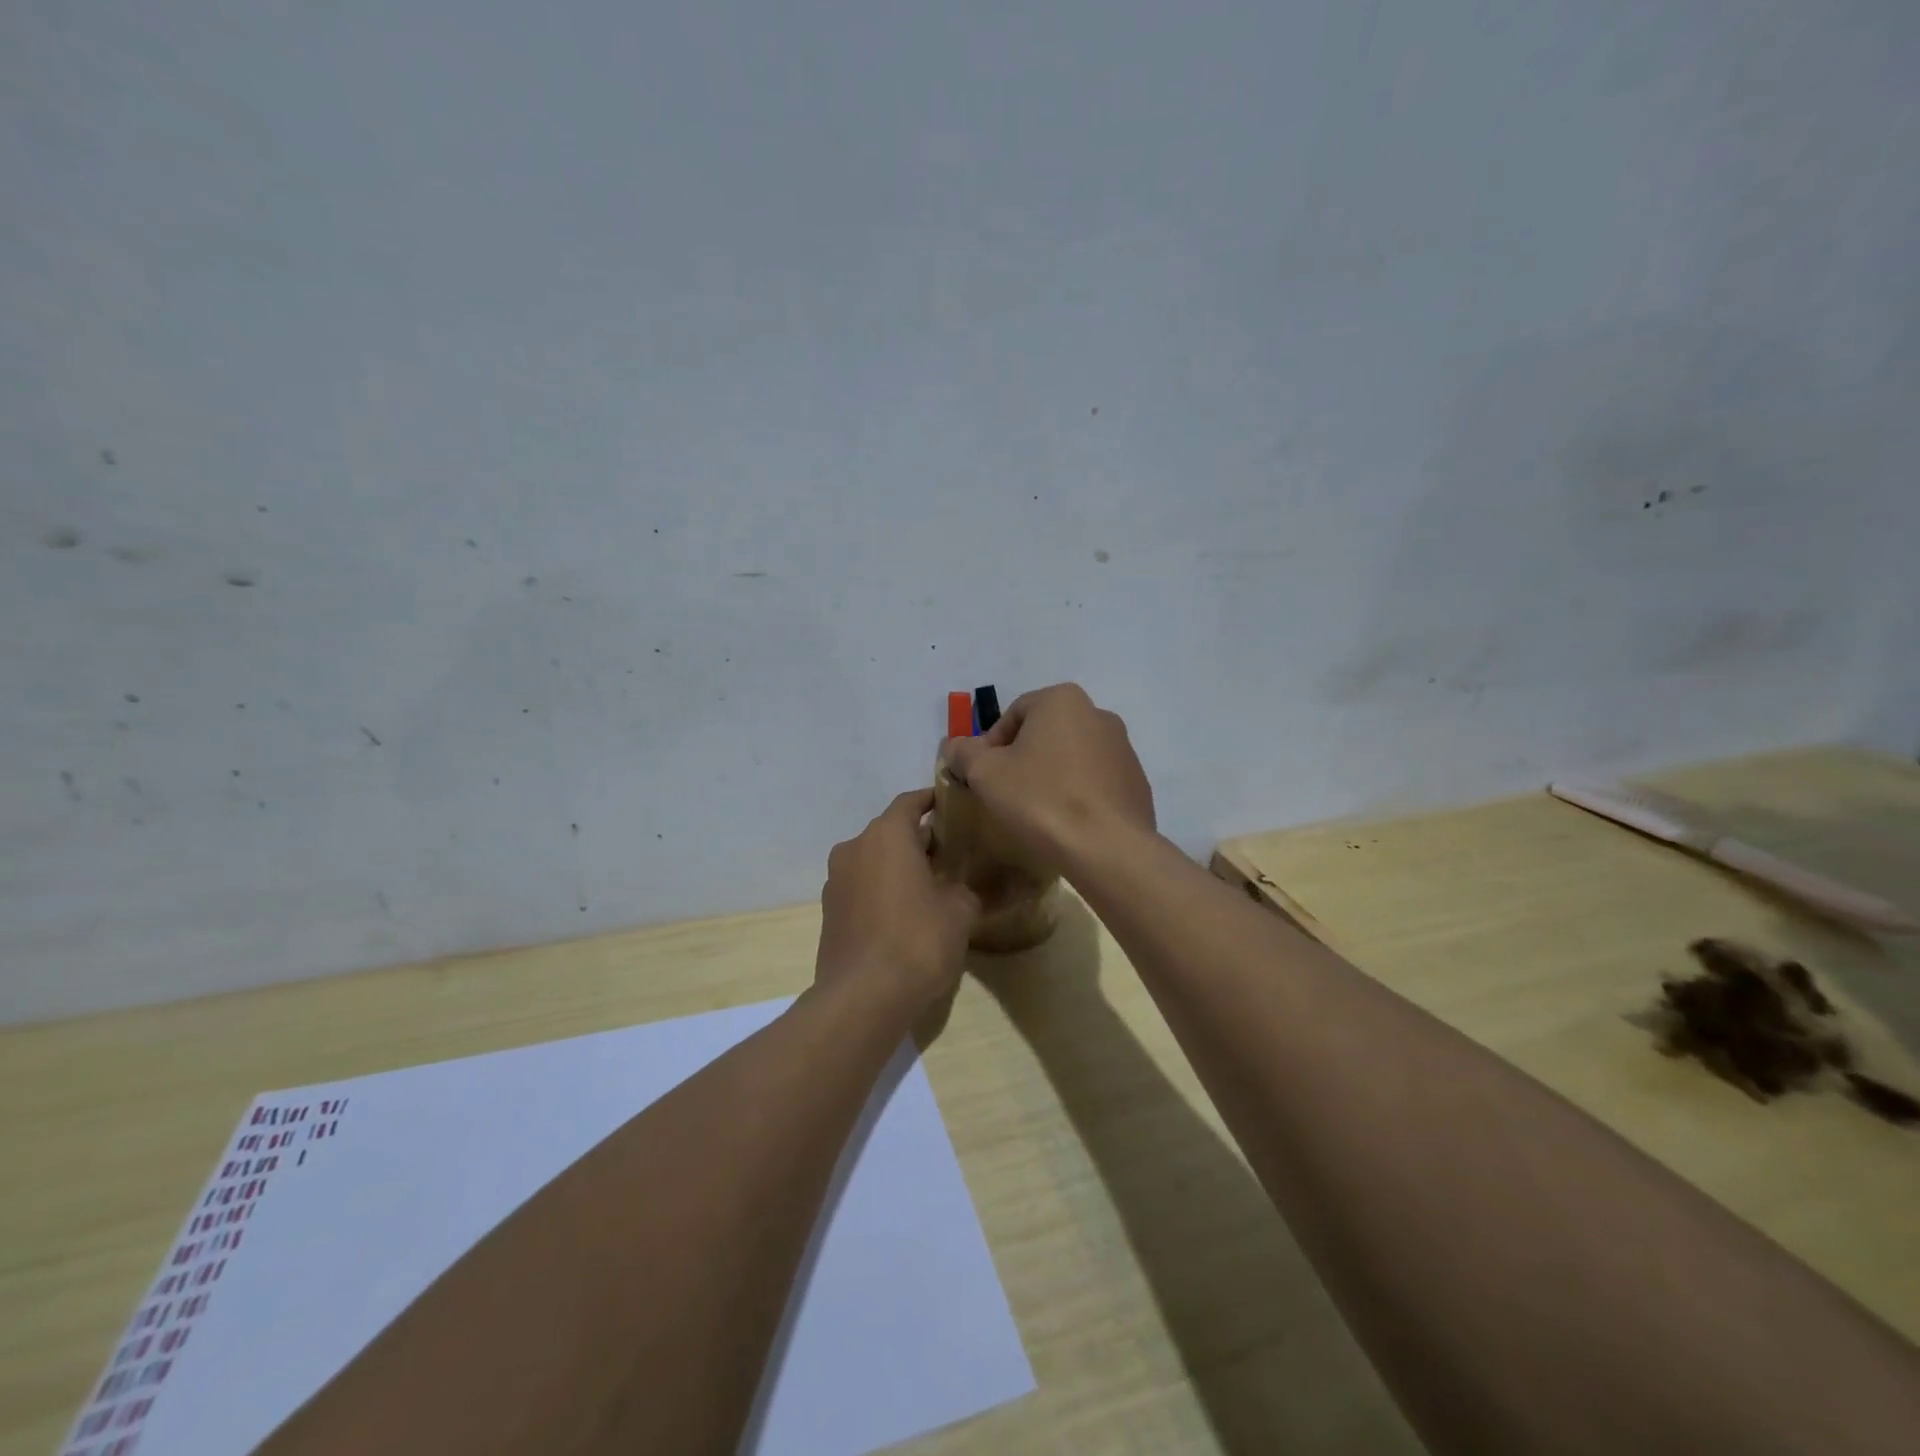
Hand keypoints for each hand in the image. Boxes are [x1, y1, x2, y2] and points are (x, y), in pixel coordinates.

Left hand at [816, 789, 981, 1016]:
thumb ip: (962, 889)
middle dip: (918, 840)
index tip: (951, 805)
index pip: (909, 802)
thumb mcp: (960, 911)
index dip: (931, 800)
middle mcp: (854, 848)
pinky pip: (861, 888)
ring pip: (873, 860)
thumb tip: (957, 889)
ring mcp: (835, 881)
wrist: (863, 997)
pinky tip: (904, 914)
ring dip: (897, 866)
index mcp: (886, 835)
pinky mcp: (828, 912)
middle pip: (890, 832)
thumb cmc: (918, 940)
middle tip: (950, 854)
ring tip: (929, 886)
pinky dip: (881, 890)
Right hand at [940, 683, 1155, 871]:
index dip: (990, 746)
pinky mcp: (1136, 782)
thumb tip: (956, 746)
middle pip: (1044, 733)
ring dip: (1051, 776)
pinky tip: (1066, 823)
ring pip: (1072, 757)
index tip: (983, 777)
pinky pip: (1095, 782)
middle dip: (1022, 759)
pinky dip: (1078, 795)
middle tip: (1006, 793)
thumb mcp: (986, 774)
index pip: (1013, 714)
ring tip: (1036, 812)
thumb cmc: (1040, 799)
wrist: (1107, 848)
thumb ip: (965, 753)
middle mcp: (1098, 714)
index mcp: (1062, 700)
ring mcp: (1123, 748)